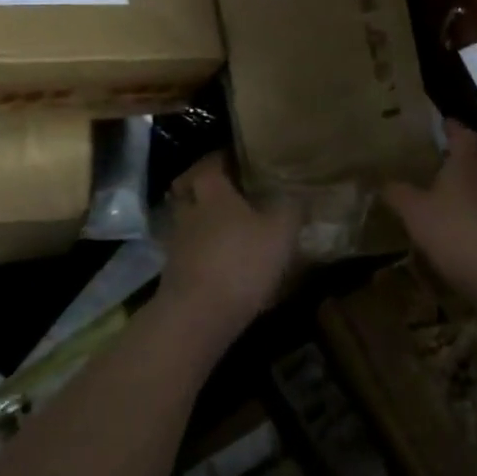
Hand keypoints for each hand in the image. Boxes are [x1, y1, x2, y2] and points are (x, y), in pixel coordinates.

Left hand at [158, 155, 298, 346]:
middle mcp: (190, 213)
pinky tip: (222, 264)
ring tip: (227, 229)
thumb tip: (301, 193)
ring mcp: (178, 246)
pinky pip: (189, 254)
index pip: (210, 165)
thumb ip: (291, 208)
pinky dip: (202, 254)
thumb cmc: (240, 261)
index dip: (221, 159)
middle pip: (188, 191)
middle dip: (203, 188)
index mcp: (213, 194)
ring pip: (188, 223)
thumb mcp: (280, 231)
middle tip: (227, 190)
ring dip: (202, 223)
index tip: (236, 158)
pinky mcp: (175, 276)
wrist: (197, 317)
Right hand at [384, 120, 476, 296]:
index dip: (453, 128)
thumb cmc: (457, 233)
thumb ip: (399, 195)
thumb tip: (383, 181)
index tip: (444, 124)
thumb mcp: (416, 215)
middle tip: (459, 155)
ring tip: (468, 191)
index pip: (463, 133)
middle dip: (476, 149)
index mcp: (468, 161)